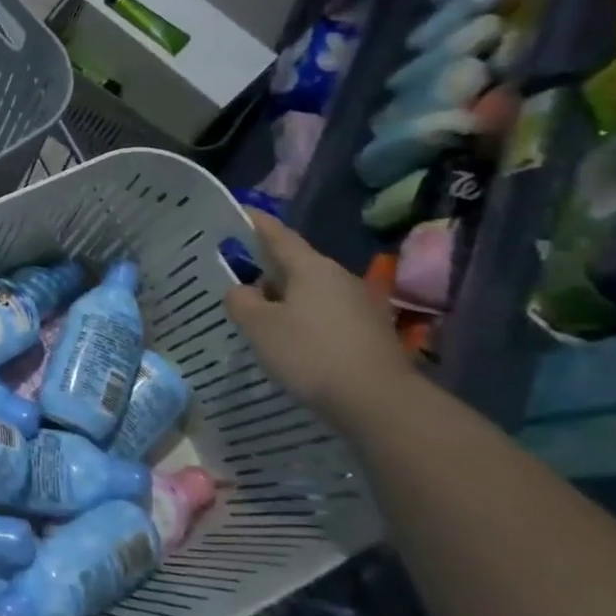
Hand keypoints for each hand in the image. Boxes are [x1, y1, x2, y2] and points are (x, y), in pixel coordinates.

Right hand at [224, 210, 414, 421]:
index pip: (278, 235)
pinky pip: (325, 314)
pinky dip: (302, 318)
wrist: (379, 403)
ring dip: (284, 297)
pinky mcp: (368, 332)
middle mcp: (338, 278)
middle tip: (236, 276)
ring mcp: (359, 305)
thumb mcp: (258, 326)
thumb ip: (241, 300)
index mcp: (311, 267)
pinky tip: (288, 339)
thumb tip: (243, 290)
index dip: (255, 223)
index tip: (238, 212)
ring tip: (258, 313)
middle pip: (296, 264)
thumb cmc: (310, 353)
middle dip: (266, 267)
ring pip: (310, 291)